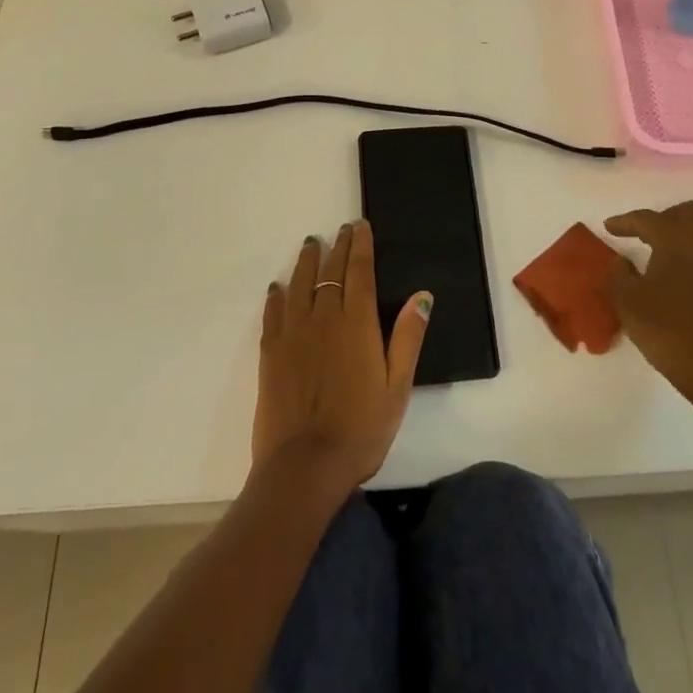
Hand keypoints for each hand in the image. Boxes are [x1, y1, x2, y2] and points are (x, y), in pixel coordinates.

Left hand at [252, 221, 431, 493]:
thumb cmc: (361, 429)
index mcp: (357, 325)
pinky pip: (273, 314)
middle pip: (330, 273)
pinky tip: (277, 288)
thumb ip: (407, 338)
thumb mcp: (397, 387)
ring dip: (306, 262)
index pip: (359, 272)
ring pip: (299, 285)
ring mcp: (293, 335)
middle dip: (338, 247)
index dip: (360, 246)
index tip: (361, 227)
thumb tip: (421, 296)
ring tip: (311, 245)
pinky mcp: (270, 354)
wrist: (305, 466)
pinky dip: (276, 297)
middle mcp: (323, 319)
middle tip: (342, 229)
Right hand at [605, 201, 692, 407]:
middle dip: (665, 218)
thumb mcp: (627, 303)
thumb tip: (622, 262)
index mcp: (677, 243)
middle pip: (689, 214)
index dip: (626, 220)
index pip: (649, 218)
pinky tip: (681, 297)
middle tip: (644, 235)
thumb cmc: (669, 330)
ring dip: (681, 248)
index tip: (610, 227)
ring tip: (659, 269)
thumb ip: (619, 275)